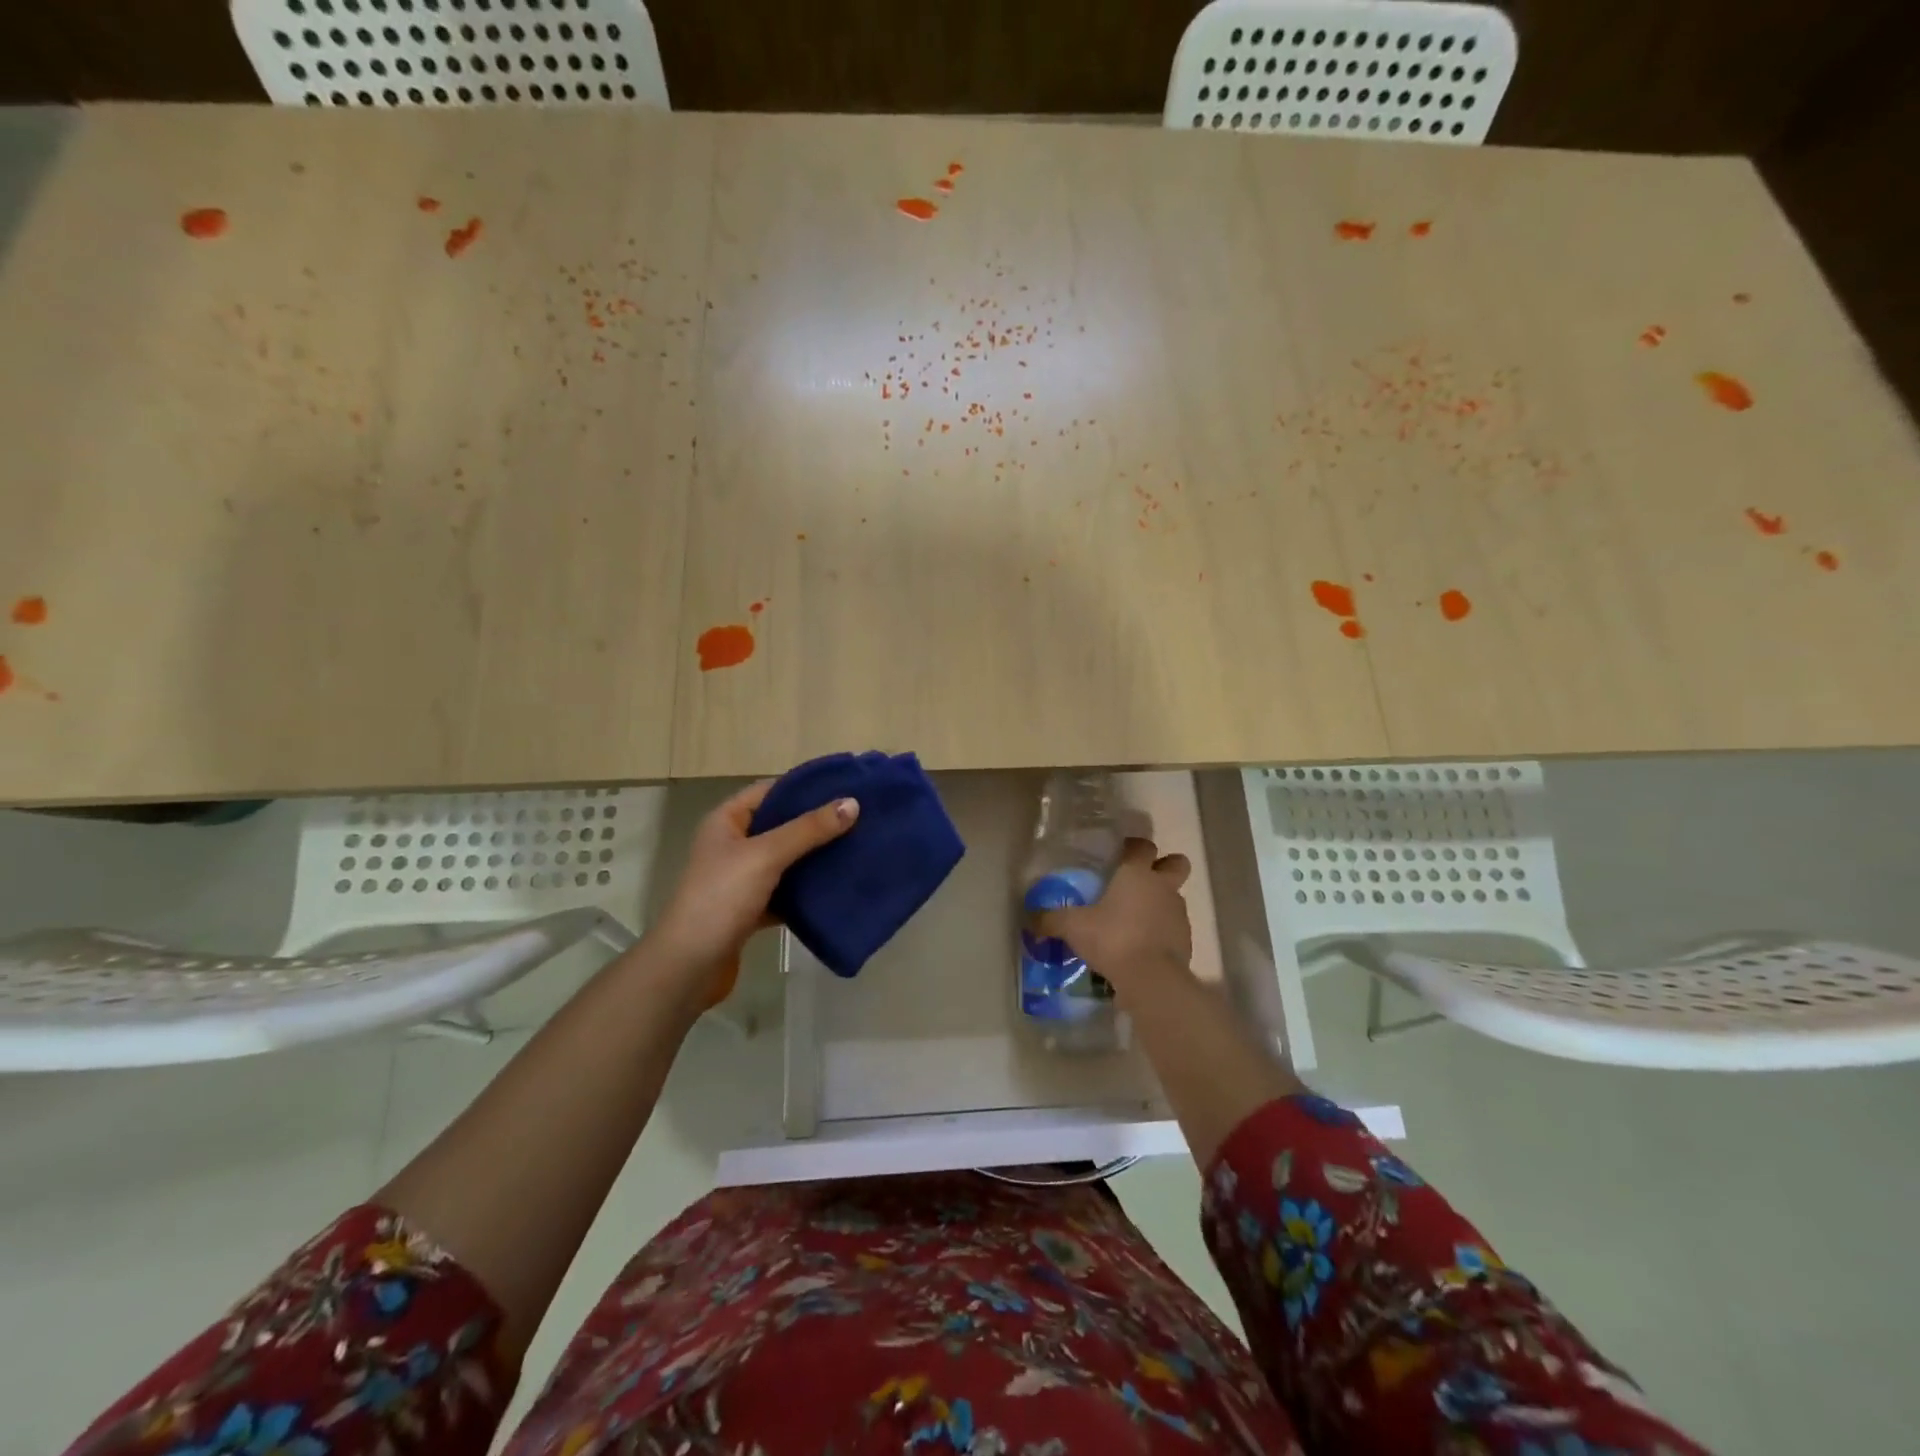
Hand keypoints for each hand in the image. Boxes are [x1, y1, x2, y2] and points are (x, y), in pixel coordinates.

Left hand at [648, 781, 858, 999]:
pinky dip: (806, 891)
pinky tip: (837, 889)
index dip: (805, 787)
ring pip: (785, 861)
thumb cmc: (721, 899)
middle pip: (780, 825)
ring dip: (815, 857)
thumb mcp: (766, 856)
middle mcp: (732, 846)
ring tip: (856, 849)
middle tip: (860, 819)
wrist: (689, 967)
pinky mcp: (749, 911)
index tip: (846, 786)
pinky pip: (785, 892)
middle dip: (816, 823)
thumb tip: (852, 803)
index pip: (770, 791)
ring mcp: (740, 880)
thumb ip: (809, 830)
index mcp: (726, 822)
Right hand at [1037, 837, 1192, 994]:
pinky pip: (1174, 926)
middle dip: (1165, 866)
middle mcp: (1162, 887)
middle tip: (1142, 880)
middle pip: (1176, 863)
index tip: (1120, 853)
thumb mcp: (1073, 927)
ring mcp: (1178, 913)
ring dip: (1160, 902)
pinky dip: (1162, 931)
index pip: (1142, 846)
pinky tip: (1143, 946)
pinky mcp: (1186, 940)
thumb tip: (1029, 919)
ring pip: (1174, 896)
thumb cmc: (1112, 939)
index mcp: (1136, 873)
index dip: (1132, 846)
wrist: (1151, 979)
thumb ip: (1051, 920)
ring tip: (1135, 920)